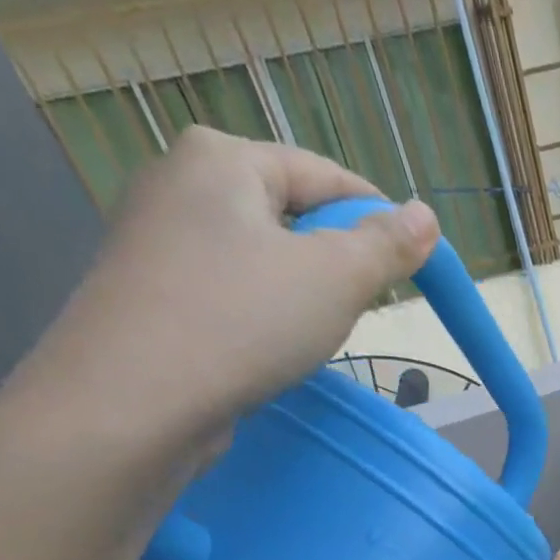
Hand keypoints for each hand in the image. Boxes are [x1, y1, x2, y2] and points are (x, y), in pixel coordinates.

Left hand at [8, 126, 439, 448]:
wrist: (134, 400)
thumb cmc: (244, 320)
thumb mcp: (337, 278)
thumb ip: (387, 245)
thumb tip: (425, 215)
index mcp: (222, 158)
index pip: (324, 174)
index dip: (377, 216)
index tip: (414, 262)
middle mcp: (179, 183)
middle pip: (289, 212)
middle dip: (338, 257)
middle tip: (369, 303)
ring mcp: (156, 240)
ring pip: (260, 255)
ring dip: (303, 289)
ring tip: (324, 331)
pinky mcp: (150, 294)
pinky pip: (229, 289)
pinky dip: (264, 311)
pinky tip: (275, 347)